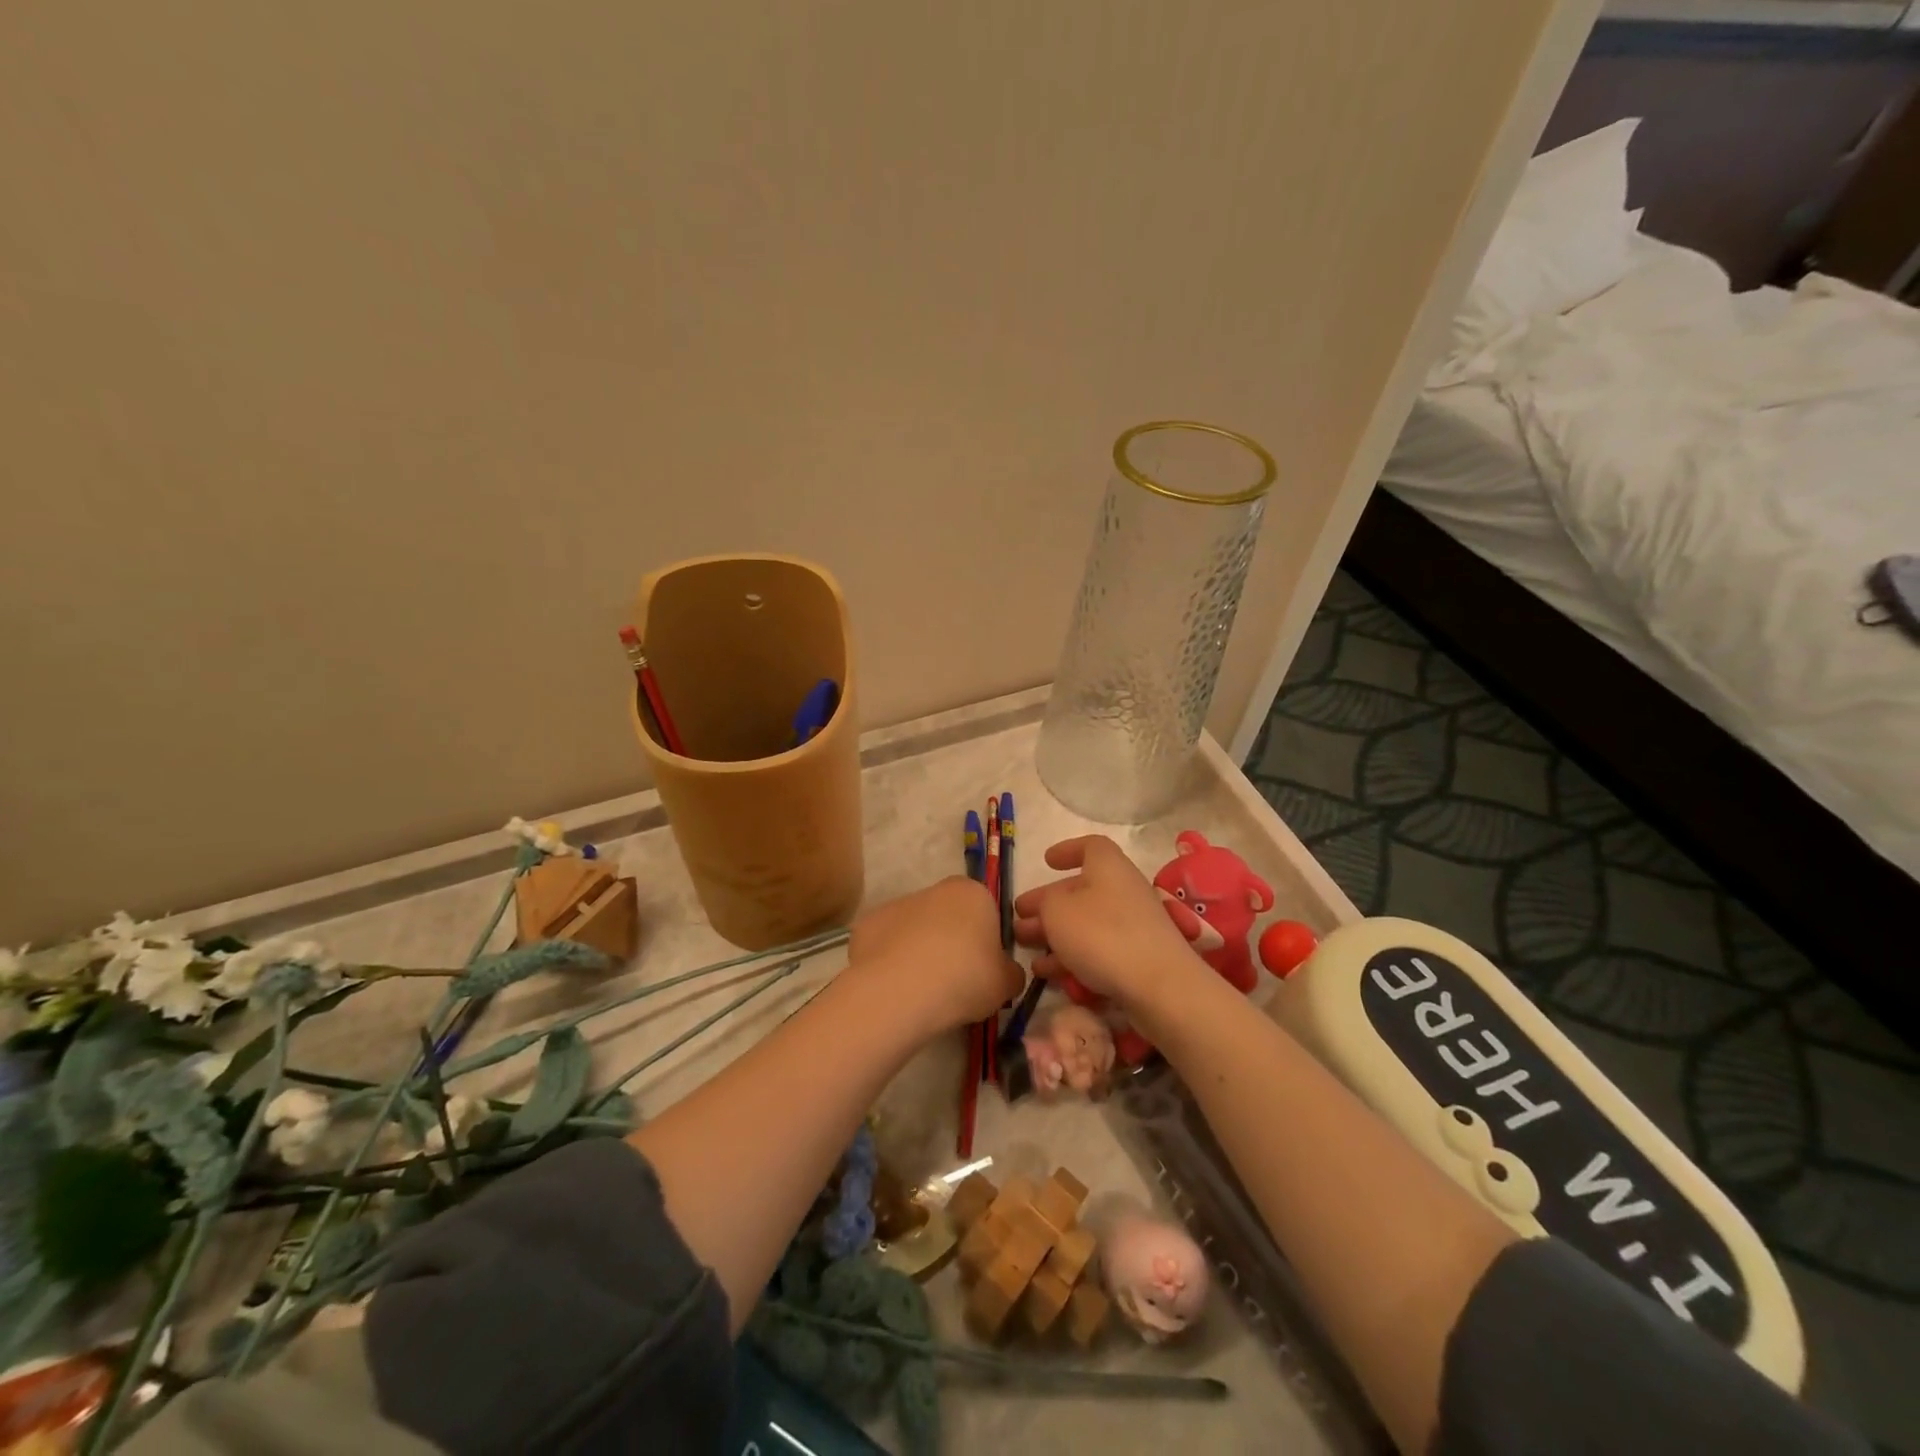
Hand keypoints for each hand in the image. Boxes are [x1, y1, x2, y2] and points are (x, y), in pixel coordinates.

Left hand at [845, 877, 1021, 1036]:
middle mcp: (934, 889)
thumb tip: (1006, 973)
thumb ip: (1011, 973)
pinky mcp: (866, 925)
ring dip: (920, 952)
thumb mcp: (1006, 984)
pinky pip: (886, 945)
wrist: (900, 991)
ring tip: (922, 991)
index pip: (986, 912)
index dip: (986, 942)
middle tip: (955, 983)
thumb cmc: (964, 978)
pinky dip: (891, 962)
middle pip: (948, 917)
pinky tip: (895, 988)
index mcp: (972, 893)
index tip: (983, 970)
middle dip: (952, 944)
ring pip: (915, 930)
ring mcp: (896, 904)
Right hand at [1012, 836, 1201, 1010]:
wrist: (1159, 985)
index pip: (1090, 846)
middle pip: (1080, 890)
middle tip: (1019, 918)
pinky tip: (1048, 974)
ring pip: (1085, 923)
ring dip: (1054, 934)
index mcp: (1108, 866)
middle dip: (1047, 905)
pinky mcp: (1136, 957)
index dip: (1067, 850)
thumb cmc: (1101, 934)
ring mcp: (1133, 925)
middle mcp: (1123, 889)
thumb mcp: (1057, 911)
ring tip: (1025, 948)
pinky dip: (1072, 957)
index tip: (1047, 862)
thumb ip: (1045, 902)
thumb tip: (1049, 905)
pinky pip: (1098, 949)